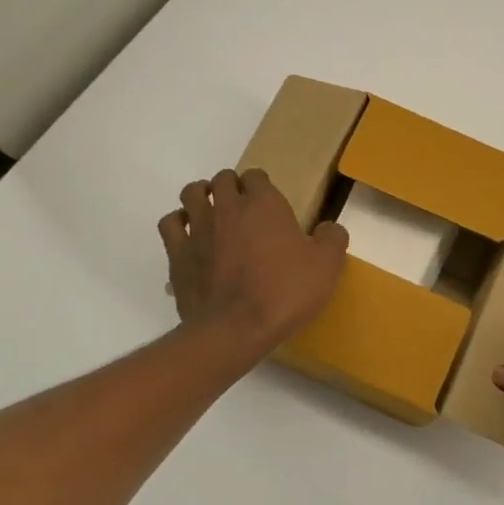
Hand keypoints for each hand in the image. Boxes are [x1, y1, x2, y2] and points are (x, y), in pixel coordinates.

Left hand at [158, 169, 347, 357]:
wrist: (236, 328)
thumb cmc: (284, 292)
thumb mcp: (327, 267)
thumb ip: (332, 239)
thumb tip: (329, 228)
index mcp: (264, 204)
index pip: (257, 176)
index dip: (262, 186)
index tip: (270, 203)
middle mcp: (228, 207)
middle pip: (223, 179)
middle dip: (232, 187)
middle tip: (243, 208)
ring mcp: (198, 228)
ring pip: (192, 193)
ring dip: (202, 196)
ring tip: (212, 211)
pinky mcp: (177, 253)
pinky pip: (171, 223)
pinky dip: (179, 222)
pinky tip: (188, 234)